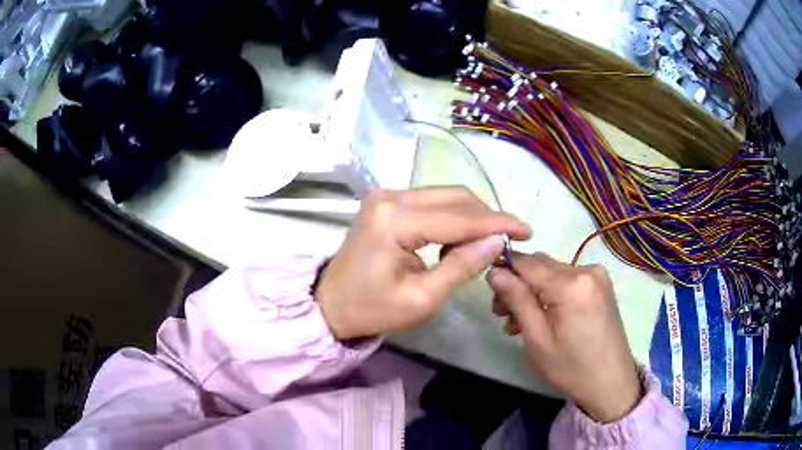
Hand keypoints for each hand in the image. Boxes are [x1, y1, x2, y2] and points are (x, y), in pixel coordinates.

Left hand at [316, 188, 530, 339]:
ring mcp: (385, 195)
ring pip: (445, 196)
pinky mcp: (386, 201)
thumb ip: (462, 266)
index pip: (458, 217)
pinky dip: (452, 217)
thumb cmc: (373, 309)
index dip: (497, 224)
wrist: (332, 304)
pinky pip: (431, 202)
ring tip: (485, 245)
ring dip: (471, 217)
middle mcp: (389, 197)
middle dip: (486, 217)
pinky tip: (460, 238)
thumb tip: (497, 241)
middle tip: (509, 241)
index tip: (527, 231)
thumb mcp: (423, 298)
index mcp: (394, 221)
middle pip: (454, 197)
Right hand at [487, 253, 641, 422]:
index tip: (491, 291)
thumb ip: (517, 300)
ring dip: (534, 291)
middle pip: (540, 265)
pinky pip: (567, 279)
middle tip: (504, 315)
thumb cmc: (570, 366)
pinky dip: (551, 293)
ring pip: (552, 273)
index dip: (504, 269)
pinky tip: (544, 316)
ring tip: (521, 322)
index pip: (526, 262)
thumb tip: (494, 271)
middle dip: (518, 285)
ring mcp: (597, 276)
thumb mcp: (537, 338)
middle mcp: (586, 269)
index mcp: (571, 284)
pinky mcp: (601, 285)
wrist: (610, 381)